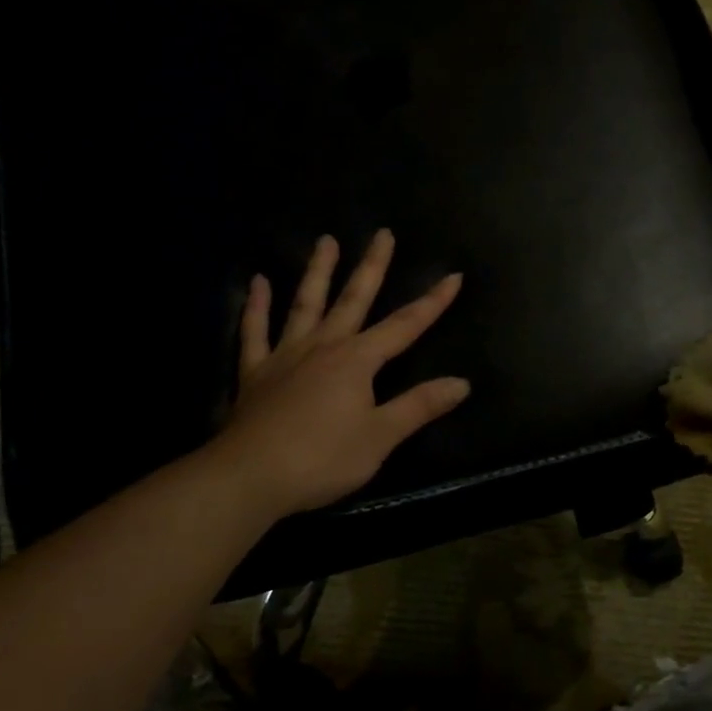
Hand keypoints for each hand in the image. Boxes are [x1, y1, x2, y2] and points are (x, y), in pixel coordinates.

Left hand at [210, 230, 469, 515]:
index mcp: (357, 361)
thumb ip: (420, 406)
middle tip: (382, 234)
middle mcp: (323, 347)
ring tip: (325, 241)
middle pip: (353, 299)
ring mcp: (286, 356)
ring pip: (305, 304)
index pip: (405, 325)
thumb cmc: (322, 458)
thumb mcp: (381, 437)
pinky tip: (258, 282)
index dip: (432, 302)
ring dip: (317, 272)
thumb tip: (462, 383)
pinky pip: (255, 331)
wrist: (249, 477)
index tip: (453, 275)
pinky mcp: (255, 373)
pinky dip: (256, 306)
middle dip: (372, 267)